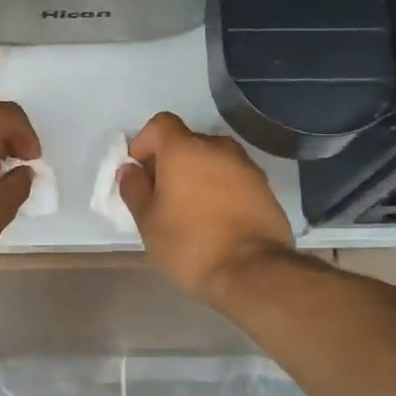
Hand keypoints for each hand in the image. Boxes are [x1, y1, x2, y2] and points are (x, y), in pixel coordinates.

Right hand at [118, 113, 295, 302]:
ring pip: (213, 160)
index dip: (144, 142)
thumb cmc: (189, 244)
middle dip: (170, 161)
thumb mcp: (147, 221)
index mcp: (184, 149)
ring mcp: (246, 166)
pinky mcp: (264, 188)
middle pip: (188, 142)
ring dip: (197, 175)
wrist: (252, 271)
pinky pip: (233, 178)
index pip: (160, 124)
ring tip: (189, 209)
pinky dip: (220, 189)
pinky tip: (215, 219)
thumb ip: (134, 189)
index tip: (138, 170)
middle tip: (160, 194)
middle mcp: (218, 148)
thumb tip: (130, 170)